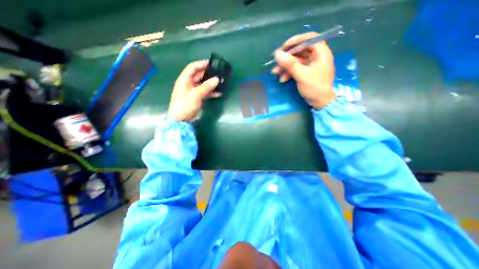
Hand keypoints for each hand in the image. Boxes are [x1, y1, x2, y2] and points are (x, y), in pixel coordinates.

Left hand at [167, 60, 220, 120]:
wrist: (181, 120)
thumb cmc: (185, 105)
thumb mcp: (195, 94)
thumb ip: (206, 86)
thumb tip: (217, 79)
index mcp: (184, 80)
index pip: (193, 67)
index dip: (201, 64)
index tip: (212, 63)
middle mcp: (189, 84)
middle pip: (199, 75)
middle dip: (208, 74)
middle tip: (219, 73)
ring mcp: (193, 91)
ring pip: (203, 84)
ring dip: (211, 83)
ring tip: (221, 82)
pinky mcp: (197, 98)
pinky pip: (205, 93)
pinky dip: (211, 92)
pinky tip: (219, 93)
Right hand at [269, 31, 336, 108]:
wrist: (320, 102)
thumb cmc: (315, 87)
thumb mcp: (302, 75)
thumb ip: (290, 64)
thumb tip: (277, 54)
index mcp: (321, 52)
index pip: (309, 38)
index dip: (296, 41)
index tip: (284, 47)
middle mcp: (316, 56)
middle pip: (300, 50)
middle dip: (287, 57)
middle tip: (276, 61)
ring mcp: (311, 65)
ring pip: (296, 61)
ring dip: (285, 66)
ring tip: (275, 73)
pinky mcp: (306, 72)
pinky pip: (296, 69)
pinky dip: (288, 73)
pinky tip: (282, 79)